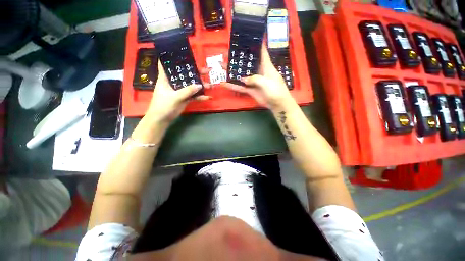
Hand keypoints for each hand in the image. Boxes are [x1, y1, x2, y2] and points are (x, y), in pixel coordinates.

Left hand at [146, 61, 208, 122]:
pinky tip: (207, 97)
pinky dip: (200, 96)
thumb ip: (187, 91)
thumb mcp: (174, 97)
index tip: (183, 53)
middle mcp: (173, 82)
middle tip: (207, 71)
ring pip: (191, 85)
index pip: (167, 64)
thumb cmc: (163, 106)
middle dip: (195, 72)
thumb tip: (200, 85)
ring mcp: (180, 91)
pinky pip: (193, 95)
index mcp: (166, 78)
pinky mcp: (185, 98)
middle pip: (185, 74)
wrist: (162, 119)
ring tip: (210, 85)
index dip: (173, 57)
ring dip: (200, 85)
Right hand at [221, 43, 292, 108]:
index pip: (261, 51)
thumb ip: (255, 79)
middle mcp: (259, 72)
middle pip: (247, 63)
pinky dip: (233, 86)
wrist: (277, 104)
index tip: (248, 37)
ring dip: (233, 72)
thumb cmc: (276, 90)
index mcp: (266, 66)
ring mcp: (254, 81)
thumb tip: (243, 79)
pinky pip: (240, 87)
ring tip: (223, 66)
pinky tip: (225, 84)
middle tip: (228, 54)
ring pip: (242, 75)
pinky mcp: (251, 90)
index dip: (256, 44)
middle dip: (239, 59)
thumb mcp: (267, 82)